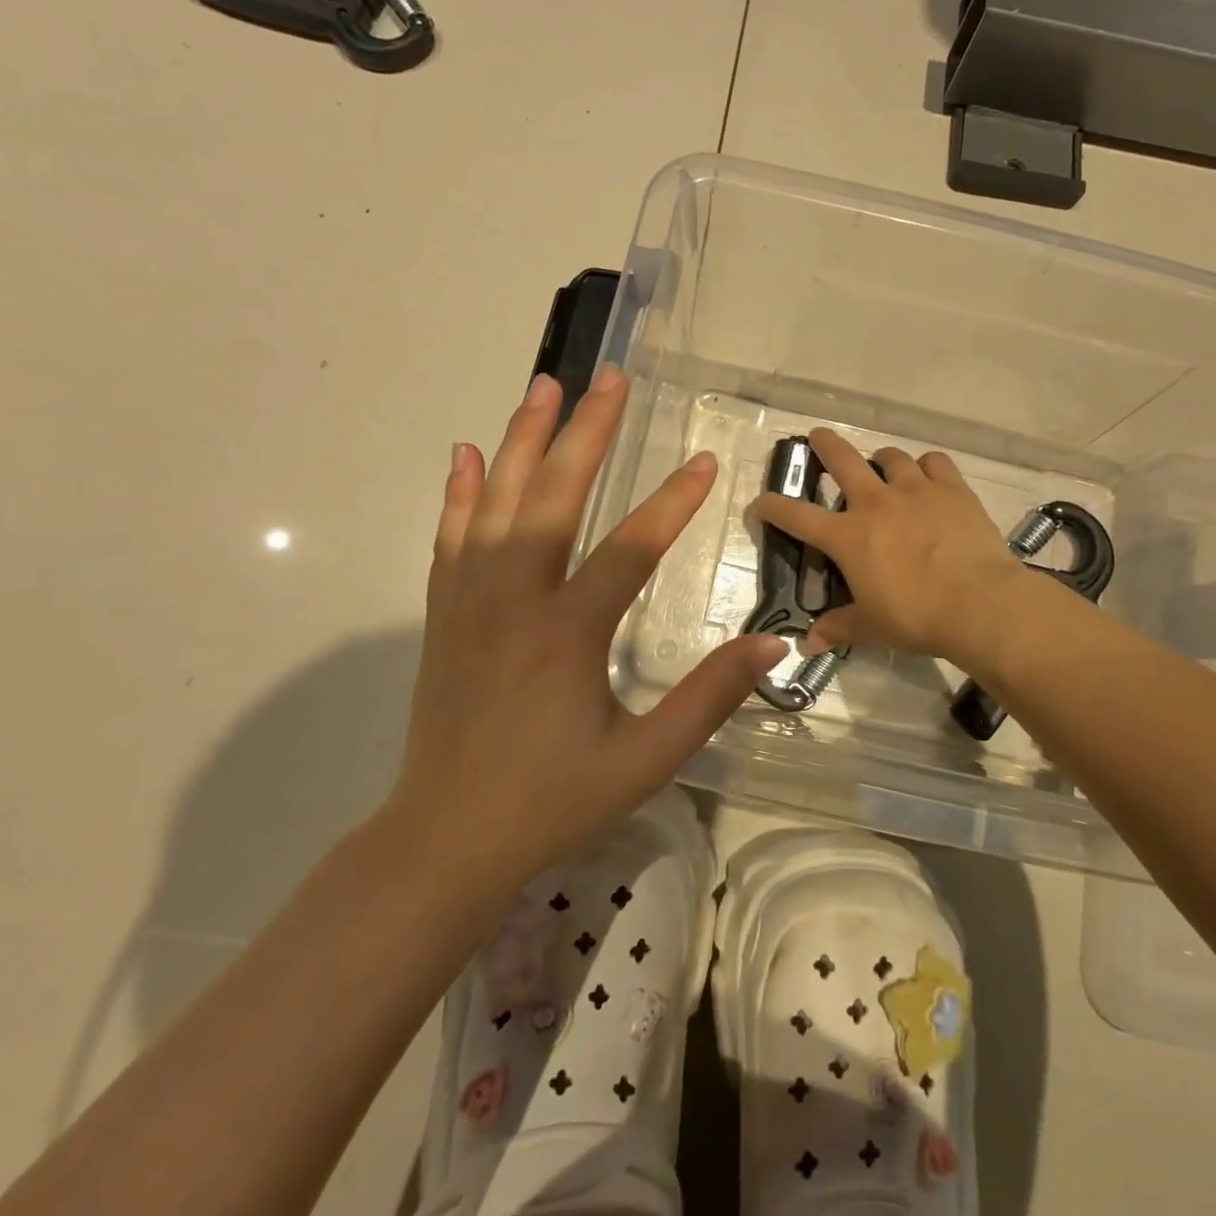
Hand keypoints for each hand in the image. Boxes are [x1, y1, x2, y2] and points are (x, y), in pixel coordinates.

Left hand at [393, 366, 786, 884]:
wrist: (446, 837)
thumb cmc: (552, 801)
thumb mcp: (644, 760)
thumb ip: (708, 698)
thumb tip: (772, 646)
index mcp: (567, 632)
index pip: (630, 547)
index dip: (673, 502)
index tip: (706, 460)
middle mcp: (514, 599)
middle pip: (553, 496)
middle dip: (587, 432)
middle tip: (611, 378)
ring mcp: (470, 601)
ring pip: (496, 501)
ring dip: (521, 439)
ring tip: (545, 386)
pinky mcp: (443, 613)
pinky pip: (450, 537)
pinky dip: (459, 491)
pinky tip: (466, 454)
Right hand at [751, 428, 1031, 666]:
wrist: (980, 604)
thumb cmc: (917, 617)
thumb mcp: (872, 627)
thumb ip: (838, 628)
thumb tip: (808, 646)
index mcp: (849, 537)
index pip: (797, 517)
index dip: (772, 507)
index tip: (759, 503)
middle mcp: (876, 503)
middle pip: (842, 460)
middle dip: (825, 445)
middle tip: (817, 436)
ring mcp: (916, 490)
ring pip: (891, 457)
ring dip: (881, 459)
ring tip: (883, 467)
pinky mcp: (952, 489)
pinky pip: (935, 462)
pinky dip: (926, 466)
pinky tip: (928, 476)